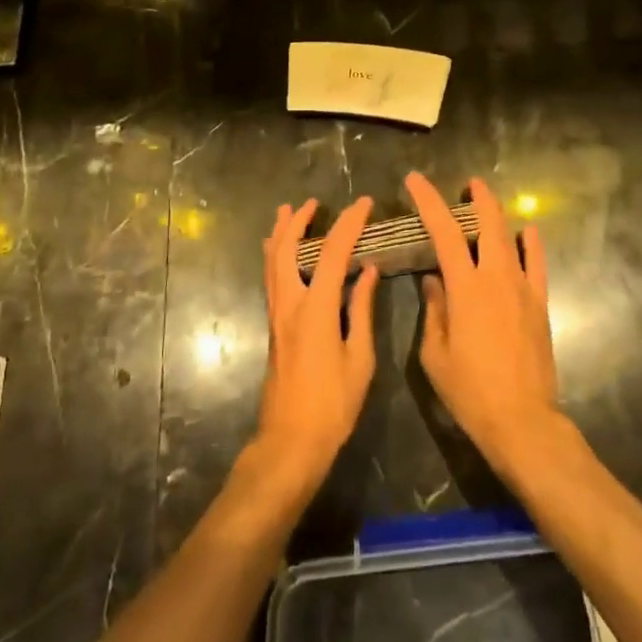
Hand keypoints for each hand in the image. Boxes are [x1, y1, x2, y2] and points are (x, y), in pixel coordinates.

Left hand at [256, 197, 379, 487]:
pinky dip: (276, 257)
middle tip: (312, 202)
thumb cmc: (333, 404)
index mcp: (316, 309)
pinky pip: (272, 279)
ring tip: (287, 213)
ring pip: (273, 263)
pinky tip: (280, 254)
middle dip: (298, 221)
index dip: (349, 224)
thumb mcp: (359, 358)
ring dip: (281, 235)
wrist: (291, 440)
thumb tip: (369, 271)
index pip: (333, 253)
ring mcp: (277, 315)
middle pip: (287, 250)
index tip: (364, 204)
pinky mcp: (273, 327)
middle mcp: (290, 304)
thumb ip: (361, 310)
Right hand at [405, 172, 559, 474]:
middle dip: (476, 199)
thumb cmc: (469, 390)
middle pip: (487, 225)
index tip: (415, 181)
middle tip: (466, 184)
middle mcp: (496, 278)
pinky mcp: (539, 305)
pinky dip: (532, 244)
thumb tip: (433, 279)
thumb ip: (434, 310)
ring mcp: (523, 289)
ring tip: (487, 201)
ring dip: (499, 216)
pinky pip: (537, 265)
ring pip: (512, 239)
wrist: (521, 420)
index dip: (429, 202)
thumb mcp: (435, 353)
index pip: (443, 233)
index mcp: (465, 288)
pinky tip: (529, 231)